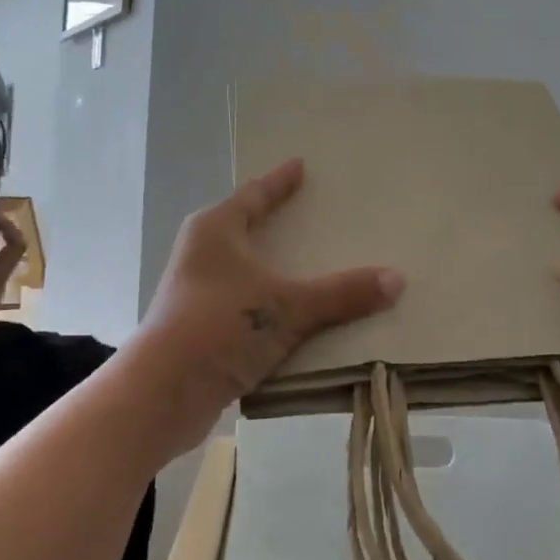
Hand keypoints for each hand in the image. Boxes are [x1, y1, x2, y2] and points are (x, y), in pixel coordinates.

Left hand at [132, 159, 404, 454]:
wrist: (162, 394)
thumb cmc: (219, 327)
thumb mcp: (286, 308)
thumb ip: (341, 294)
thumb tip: (397, 279)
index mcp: (215, 230)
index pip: (254, 195)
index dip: (279, 182)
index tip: (300, 165)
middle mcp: (202, 254)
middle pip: (248, 229)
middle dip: (280, 224)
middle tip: (318, 216)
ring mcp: (198, 292)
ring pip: (248, 272)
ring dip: (277, 271)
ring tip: (316, 268)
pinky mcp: (201, 328)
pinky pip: (247, 306)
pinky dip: (272, 307)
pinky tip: (300, 319)